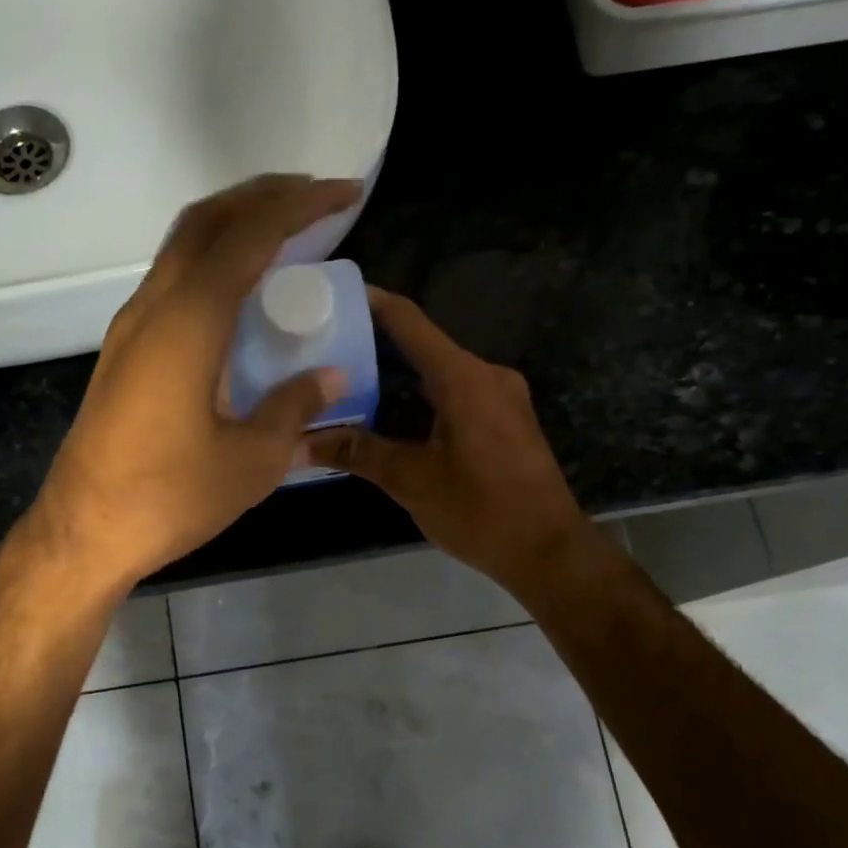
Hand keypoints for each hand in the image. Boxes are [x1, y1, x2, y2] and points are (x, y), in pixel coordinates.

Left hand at [33, 175, 362, 587]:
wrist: (84, 532)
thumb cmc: (170, 497)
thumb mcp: (251, 461)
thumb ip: (294, 409)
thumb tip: (332, 378)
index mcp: (189, 322)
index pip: (249, 236)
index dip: (300, 206)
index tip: (343, 193)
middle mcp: (153, 308)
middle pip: (206, 221)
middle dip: (262, 197)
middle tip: (313, 199)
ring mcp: (130, 328)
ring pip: (181, 247)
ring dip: (232, 226)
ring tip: (281, 235)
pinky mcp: (122, 353)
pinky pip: (171, 282)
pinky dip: (210, 263)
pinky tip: (238, 294)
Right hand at [306, 287, 592, 595]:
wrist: (548, 551)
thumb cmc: (480, 511)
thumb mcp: (411, 481)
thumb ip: (356, 452)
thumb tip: (298, 442)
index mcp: (463, 378)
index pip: (409, 321)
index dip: (370, 303)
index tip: (331, 296)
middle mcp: (486, 374)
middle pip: (423, 345)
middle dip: (374, 346)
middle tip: (325, 352)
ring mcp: (502, 396)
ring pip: (439, 372)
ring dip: (397, 375)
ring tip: (347, 384)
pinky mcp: (506, 419)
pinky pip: (456, 393)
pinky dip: (420, 396)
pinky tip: (390, 416)